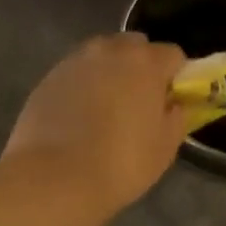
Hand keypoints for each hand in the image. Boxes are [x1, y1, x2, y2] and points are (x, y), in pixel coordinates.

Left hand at [2, 32, 188, 213]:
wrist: (54, 178)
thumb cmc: (121, 163)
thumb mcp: (165, 146)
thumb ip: (177, 116)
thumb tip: (174, 104)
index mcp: (146, 62)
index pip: (174, 55)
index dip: (176, 78)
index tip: (170, 102)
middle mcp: (110, 50)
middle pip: (135, 47)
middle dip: (142, 67)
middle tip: (139, 103)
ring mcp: (75, 61)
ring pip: (103, 56)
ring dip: (111, 73)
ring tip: (106, 110)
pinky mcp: (48, 77)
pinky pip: (77, 73)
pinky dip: (83, 86)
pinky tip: (80, 118)